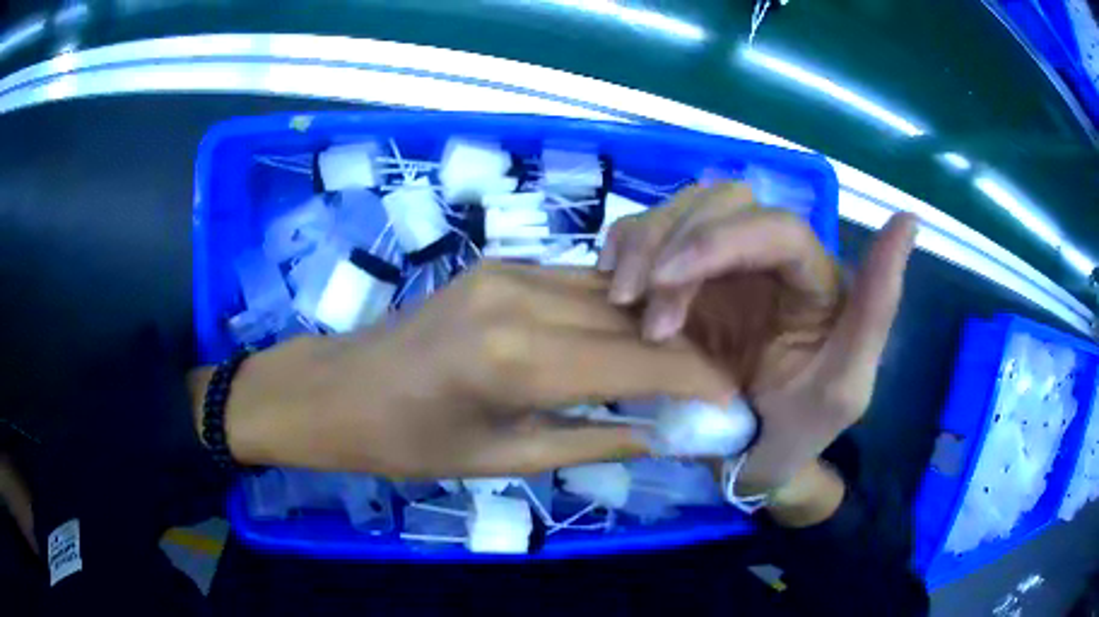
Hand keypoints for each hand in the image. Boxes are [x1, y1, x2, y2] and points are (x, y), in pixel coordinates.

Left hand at [194, 262, 733, 478]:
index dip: (692, 378)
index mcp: (517, 359)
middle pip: (630, 320)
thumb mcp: (501, 460)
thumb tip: (657, 433)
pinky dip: (613, 312)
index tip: (728, 398)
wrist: (340, 389)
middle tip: (713, 383)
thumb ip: (590, 442)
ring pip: (609, 295)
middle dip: (681, 352)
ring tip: (680, 362)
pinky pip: (578, 285)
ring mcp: (509, 271)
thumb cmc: (408, 442)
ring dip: (650, 327)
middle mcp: (521, 298)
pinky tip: (628, 336)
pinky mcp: (500, 265)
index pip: (637, 360)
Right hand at [599, 182, 916, 494]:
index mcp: (815, 277)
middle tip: (642, 310)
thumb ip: (878, 307)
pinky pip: (652, 236)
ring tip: (623, 302)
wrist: (750, 459)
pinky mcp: (687, 277)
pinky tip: (614, 282)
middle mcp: (772, 257)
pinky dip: (626, 247)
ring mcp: (725, 263)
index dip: (718, 239)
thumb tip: (909, 220)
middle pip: (721, 202)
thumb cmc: (800, 432)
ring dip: (646, 245)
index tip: (666, 283)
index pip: (774, 228)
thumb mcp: (845, 387)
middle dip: (674, 245)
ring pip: (682, 208)